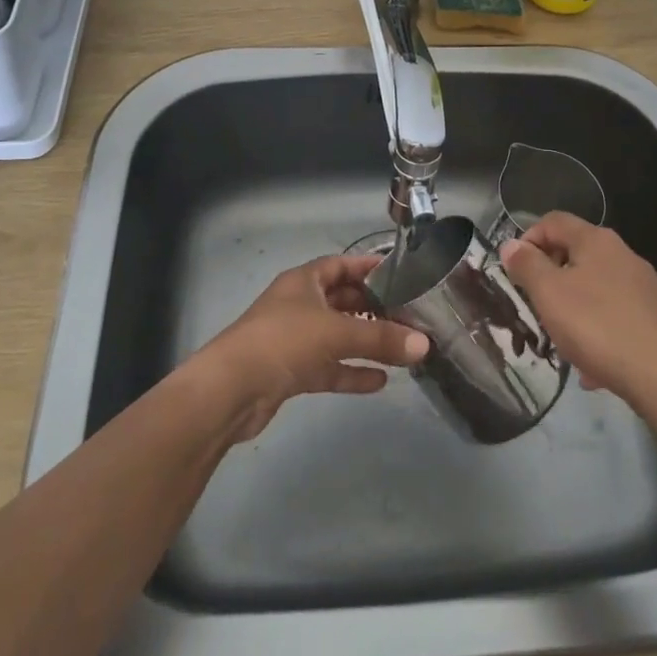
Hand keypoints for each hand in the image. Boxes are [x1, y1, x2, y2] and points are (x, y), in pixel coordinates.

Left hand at [191, 254, 429, 441]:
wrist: (231, 390)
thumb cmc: (283, 341)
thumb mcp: (336, 332)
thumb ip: (381, 338)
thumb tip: (425, 344)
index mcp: (304, 281)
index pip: (341, 265)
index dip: (369, 267)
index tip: (401, 274)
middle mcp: (299, 305)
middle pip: (343, 301)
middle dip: (374, 308)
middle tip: (410, 316)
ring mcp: (294, 340)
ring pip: (338, 336)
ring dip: (366, 342)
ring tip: (402, 349)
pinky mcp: (291, 372)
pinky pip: (329, 367)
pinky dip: (351, 371)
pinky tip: (379, 381)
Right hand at [500, 213, 656, 405]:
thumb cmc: (599, 327)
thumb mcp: (549, 294)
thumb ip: (527, 266)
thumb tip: (511, 245)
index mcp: (596, 240)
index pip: (553, 221)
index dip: (528, 239)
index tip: (516, 271)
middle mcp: (624, 254)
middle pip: (577, 254)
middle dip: (552, 279)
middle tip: (537, 308)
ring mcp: (647, 286)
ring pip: (598, 290)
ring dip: (576, 310)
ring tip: (565, 345)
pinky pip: (619, 317)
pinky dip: (602, 333)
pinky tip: (596, 368)